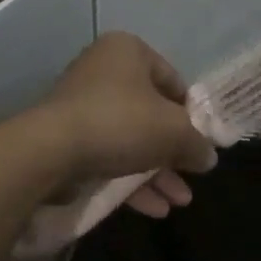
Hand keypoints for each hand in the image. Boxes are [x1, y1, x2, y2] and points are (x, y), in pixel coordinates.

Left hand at [37, 33, 217, 215]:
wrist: (52, 150)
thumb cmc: (121, 122)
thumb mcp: (174, 131)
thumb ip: (197, 142)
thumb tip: (207, 156)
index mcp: (128, 51)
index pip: (172, 78)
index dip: (192, 113)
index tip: (203, 141)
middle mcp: (103, 70)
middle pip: (150, 112)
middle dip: (174, 151)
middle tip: (192, 176)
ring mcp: (82, 105)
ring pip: (130, 138)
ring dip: (156, 172)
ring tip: (178, 201)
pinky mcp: (67, 136)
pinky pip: (108, 154)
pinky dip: (130, 179)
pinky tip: (153, 208)